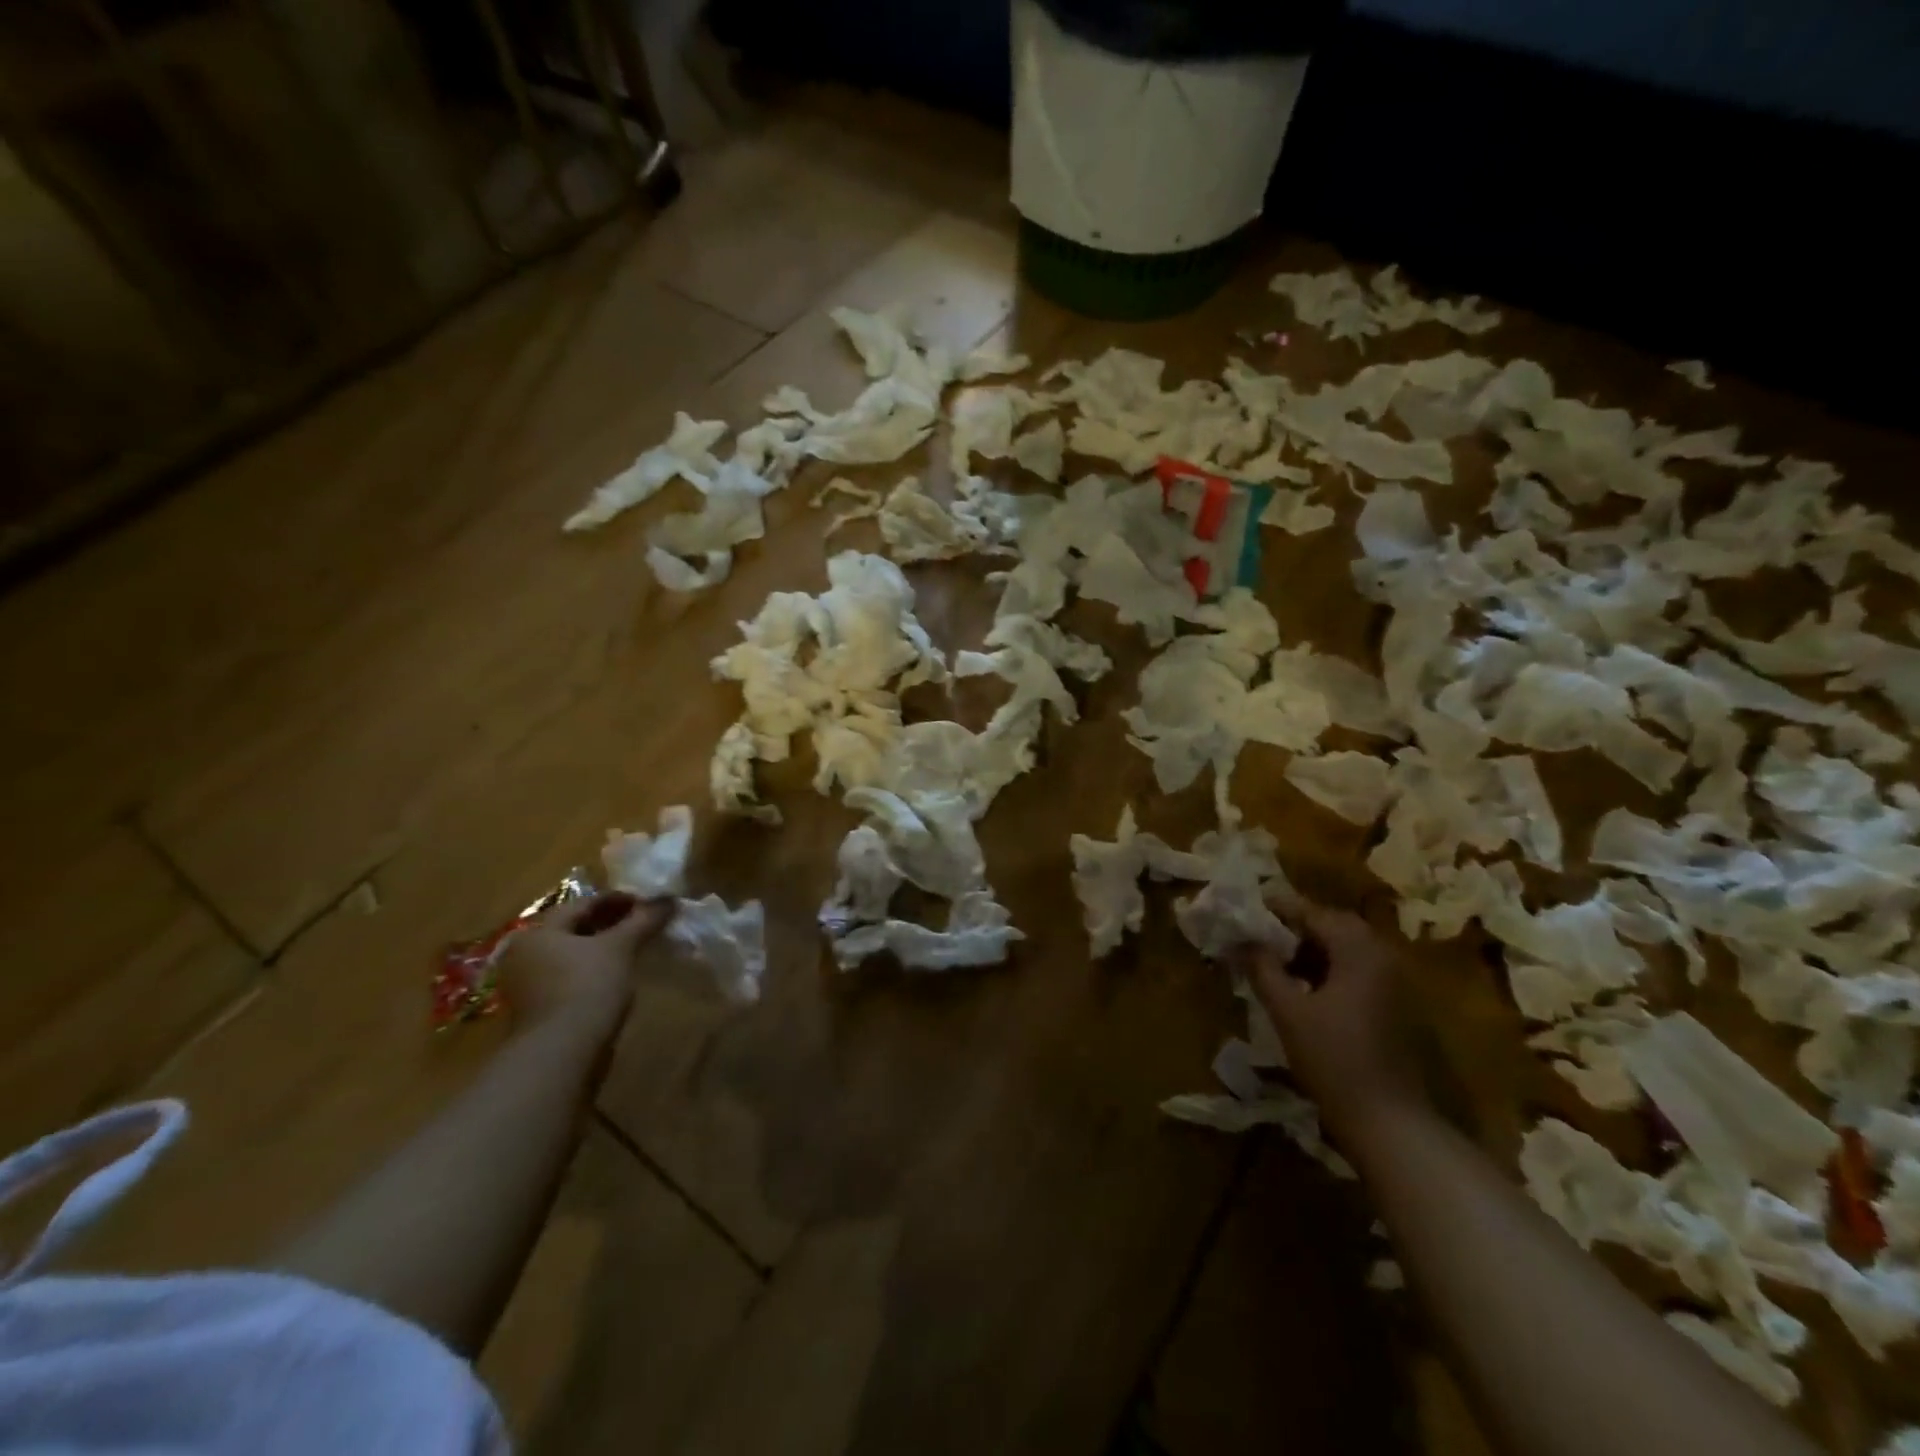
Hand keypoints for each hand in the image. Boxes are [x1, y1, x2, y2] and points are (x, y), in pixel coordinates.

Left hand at [496, 892, 673, 1043]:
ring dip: (604, 948)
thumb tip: (669, 899)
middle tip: (645, 923)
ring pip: (574, 955)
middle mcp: (526, 954)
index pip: (583, 903)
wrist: (561, 1053)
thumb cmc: (587, 986)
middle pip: (576, 929)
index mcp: (539, 932)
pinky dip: (594, 971)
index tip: (649, 903)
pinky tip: (619, 975)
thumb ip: (643, 920)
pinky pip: (571, 978)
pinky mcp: (539, 1010)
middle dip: (611, 923)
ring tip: (637, 948)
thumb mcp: (621, 947)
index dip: (619, 899)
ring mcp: (529, 985)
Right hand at [1244, 905, 1430, 1140]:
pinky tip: (1304, 988)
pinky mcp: (1395, 1005)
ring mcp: (1394, 982)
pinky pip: (1357, 970)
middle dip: (1295, 926)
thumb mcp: (1287, 1011)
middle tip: (1260, 934)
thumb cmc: (1334, 1059)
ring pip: (1346, 948)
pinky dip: (1329, 968)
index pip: (1313, 912)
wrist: (1390, 1121)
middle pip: (1334, 925)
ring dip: (1311, 948)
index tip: (1247, 907)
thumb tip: (1242, 939)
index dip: (1278, 907)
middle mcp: (1382, 956)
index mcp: (1359, 950)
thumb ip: (1263, 968)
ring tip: (1275, 961)